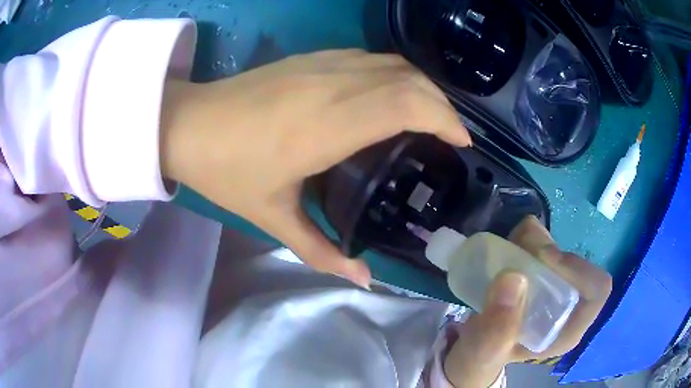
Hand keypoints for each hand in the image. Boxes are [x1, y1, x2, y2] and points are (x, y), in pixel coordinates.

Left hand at [160, 49, 470, 287]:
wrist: (188, 124)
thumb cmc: (225, 170)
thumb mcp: (272, 217)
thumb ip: (321, 251)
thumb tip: (363, 280)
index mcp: (327, 125)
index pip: (406, 104)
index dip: (444, 119)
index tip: (461, 142)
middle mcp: (332, 85)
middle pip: (408, 80)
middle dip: (442, 105)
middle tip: (452, 135)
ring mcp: (320, 64)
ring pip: (391, 63)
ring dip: (421, 85)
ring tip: (431, 114)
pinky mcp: (310, 57)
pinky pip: (369, 57)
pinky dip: (395, 73)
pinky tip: (394, 93)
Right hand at [443, 216, 611, 387]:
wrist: (471, 351)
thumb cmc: (482, 358)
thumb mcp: (484, 353)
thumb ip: (496, 329)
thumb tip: (513, 277)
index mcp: (567, 329)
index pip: (597, 290)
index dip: (577, 269)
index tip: (542, 259)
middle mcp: (568, 305)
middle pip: (575, 263)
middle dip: (548, 249)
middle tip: (518, 247)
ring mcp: (554, 288)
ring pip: (558, 249)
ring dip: (536, 241)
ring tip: (509, 248)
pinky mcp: (540, 275)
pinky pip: (543, 244)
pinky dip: (528, 237)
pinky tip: (510, 248)